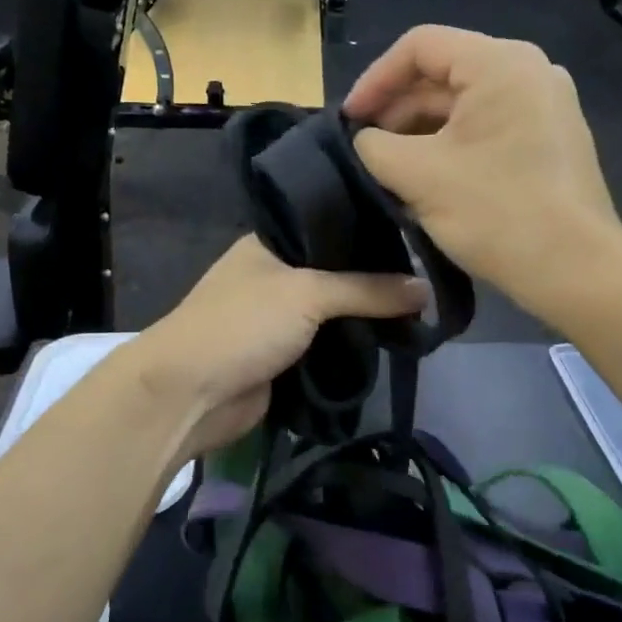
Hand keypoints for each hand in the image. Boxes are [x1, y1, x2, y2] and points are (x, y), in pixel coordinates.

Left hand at [131, 236, 427, 456]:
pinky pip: (329, 345)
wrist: (190, 395)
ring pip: (335, 312)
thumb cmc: (242, 325)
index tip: (417, 233)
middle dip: (376, 279)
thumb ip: (368, 290)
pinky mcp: (284, 357)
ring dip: (368, 317)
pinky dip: (354, 345)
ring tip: (424, 308)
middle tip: (430, 275)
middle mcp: (274, 275)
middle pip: (336, 272)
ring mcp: (278, 318)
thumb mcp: (308, 294)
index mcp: (269, 243)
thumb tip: (426, 289)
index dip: (370, 230)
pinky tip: (395, 340)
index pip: (330, 226)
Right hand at [343, 25, 621, 316]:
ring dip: (421, 133)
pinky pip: (488, 130)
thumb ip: (374, 146)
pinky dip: (452, 147)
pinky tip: (428, 182)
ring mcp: (546, 108)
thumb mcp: (418, 175)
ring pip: (465, 106)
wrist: (575, 270)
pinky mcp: (550, 142)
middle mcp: (529, 72)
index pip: (420, 46)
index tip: (349, 122)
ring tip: (390, 171)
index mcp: (500, 63)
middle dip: (397, 111)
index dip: (374, 79)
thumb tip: (366, 140)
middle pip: (444, 75)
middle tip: (365, 150)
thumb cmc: (495, 212)